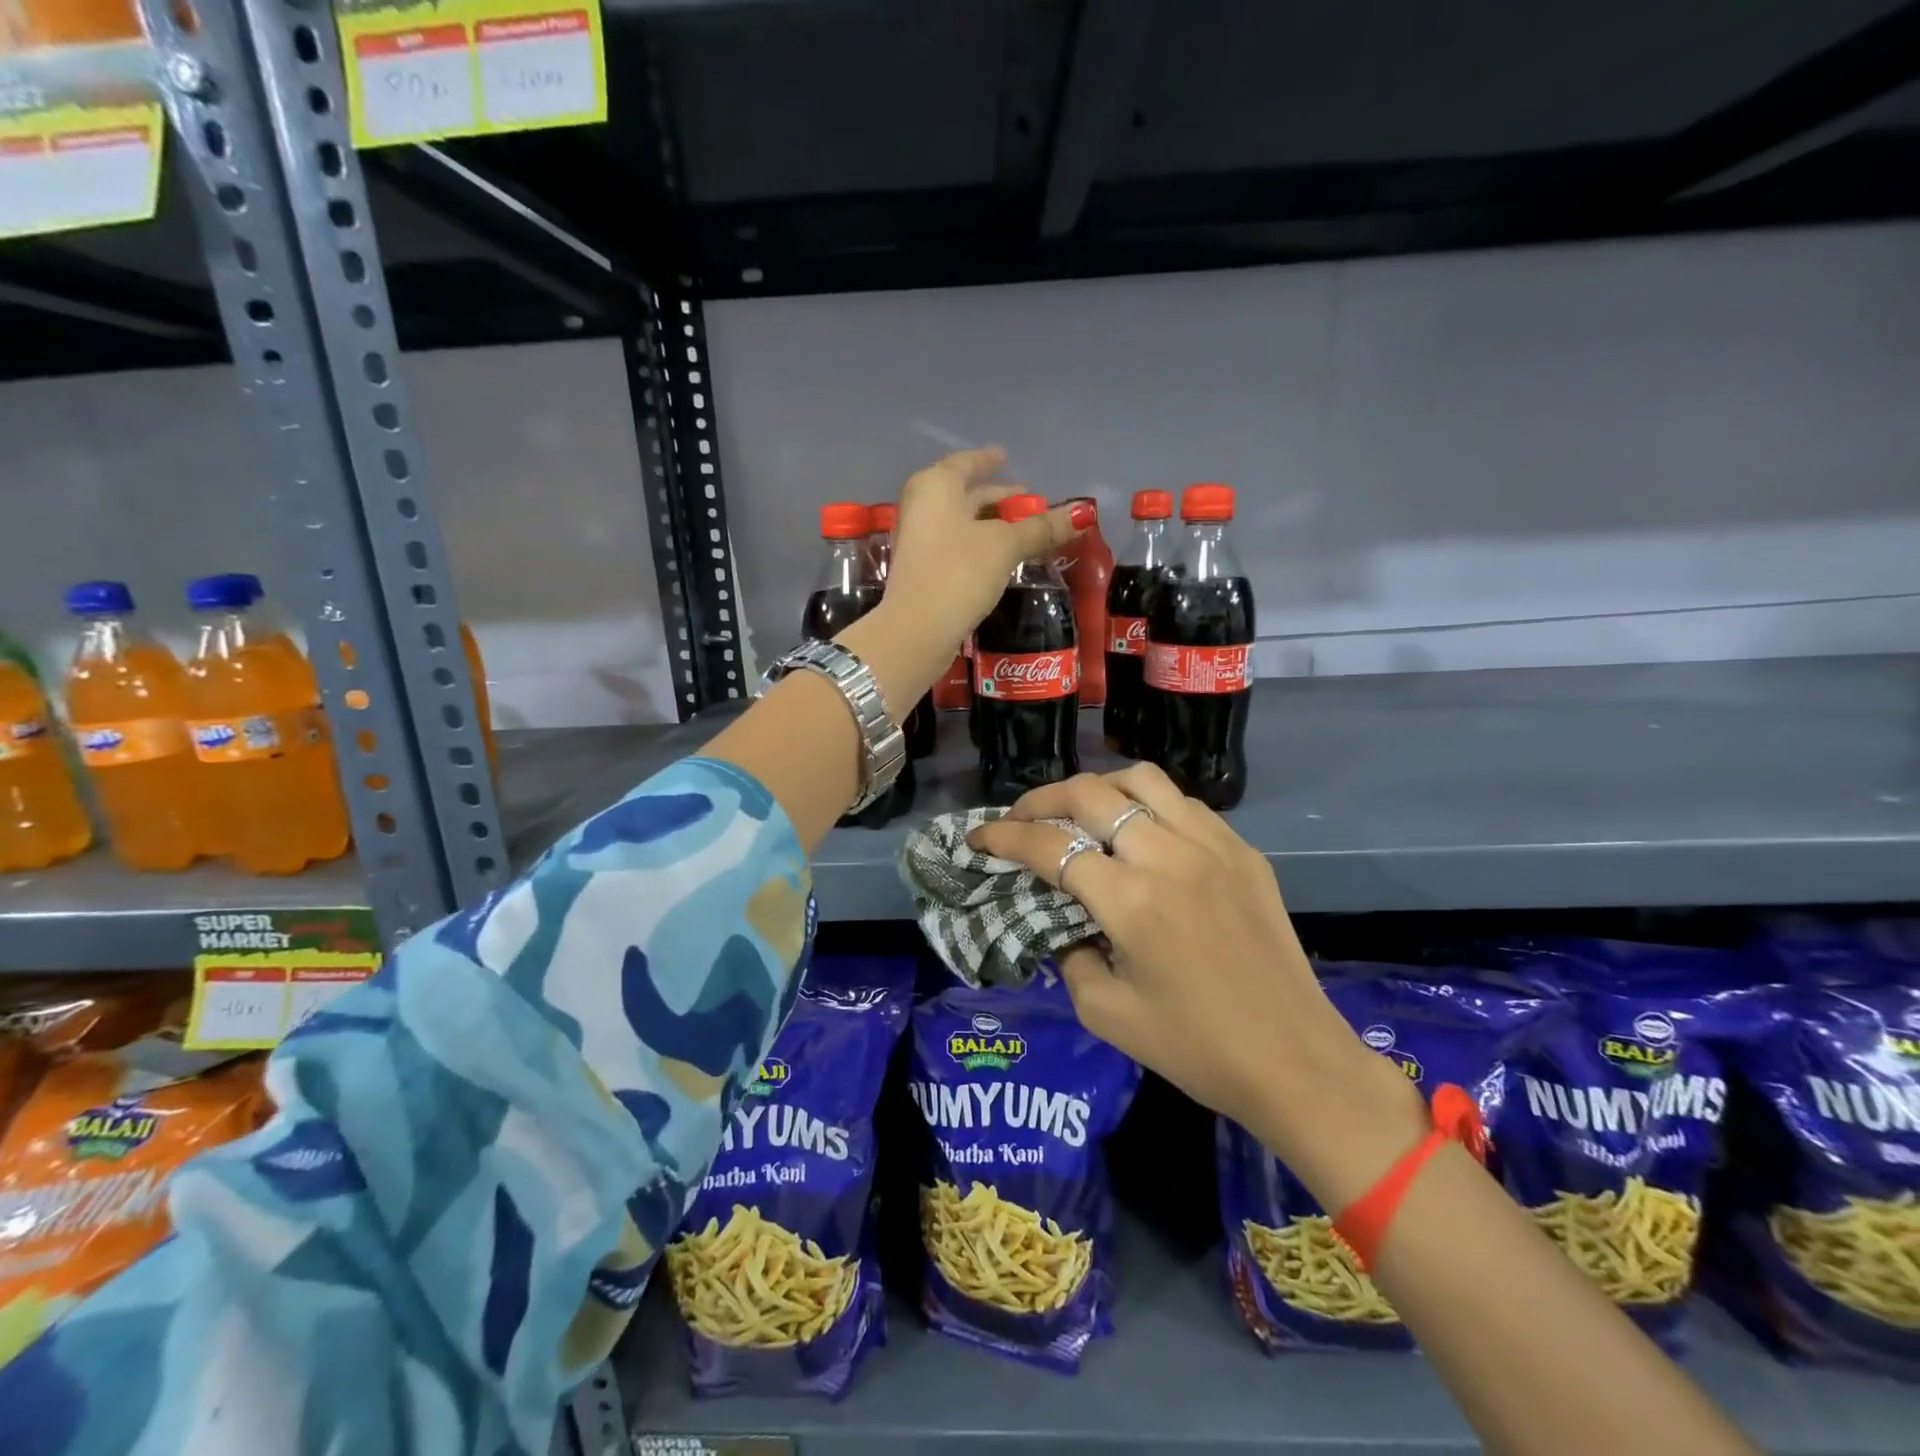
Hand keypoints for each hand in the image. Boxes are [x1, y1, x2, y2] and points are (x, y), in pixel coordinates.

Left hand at [886, 447, 1087, 648]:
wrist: (917, 629)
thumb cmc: (959, 571)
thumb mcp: (1005, 546)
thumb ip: (1040, 529)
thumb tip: (1081, 514)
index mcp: (936, 487)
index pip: (965, 463)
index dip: (987, 460)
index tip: (1004, 456)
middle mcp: (922, 508)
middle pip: (963, 495)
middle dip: (996, 498)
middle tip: (1027, 501)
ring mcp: (919, 542)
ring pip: (960, 524)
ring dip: (990, 525)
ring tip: (1022, 530)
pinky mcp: (923, 572)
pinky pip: (956, 548)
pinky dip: (980, 547)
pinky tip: (1001, 559)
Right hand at [970, 764, 1425, 1204]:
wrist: (1294, 1060)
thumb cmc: (1195, 1048)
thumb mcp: (1105, 1014)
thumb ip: (1068, 955)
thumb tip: (1060, 921)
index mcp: (1130, 900)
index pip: (1049, 846)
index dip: (1003, 836)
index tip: (978, 835)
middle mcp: (1168, 855)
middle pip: (1090, 793)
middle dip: (1042, 799)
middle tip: (1022, 818)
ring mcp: (1212, 845)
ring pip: (1141, 779)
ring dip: (1098, 787)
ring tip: (1080, 812)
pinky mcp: (1243, 851)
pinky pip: (1185, 803)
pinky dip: (1149, 804)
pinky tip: (1142, 832)